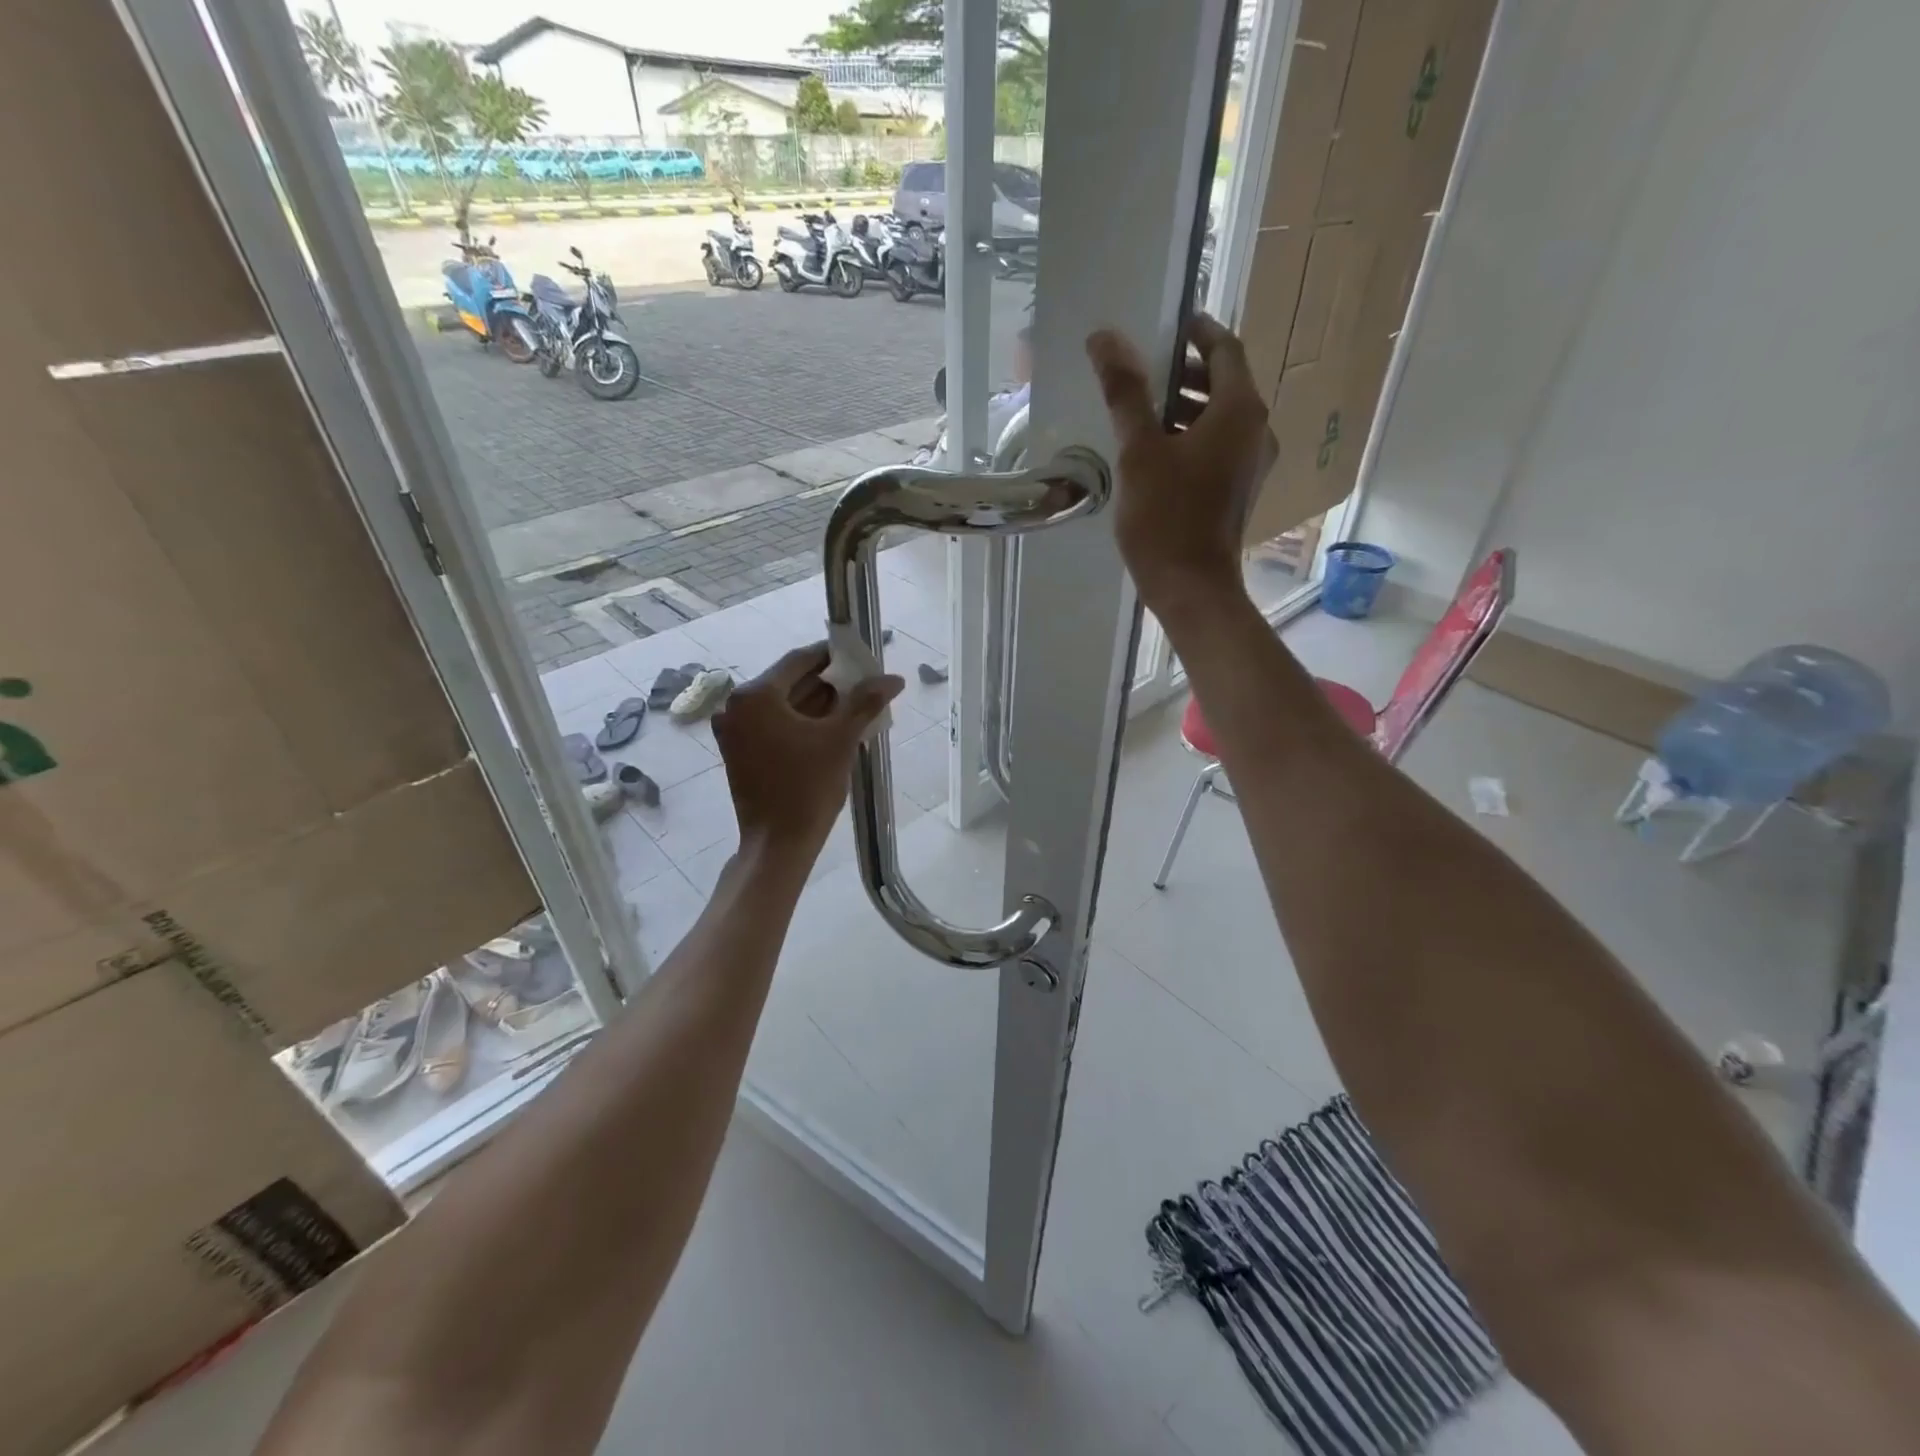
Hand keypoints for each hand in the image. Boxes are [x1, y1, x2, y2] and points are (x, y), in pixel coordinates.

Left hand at [710, 644, 903, 864]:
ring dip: (817, 704)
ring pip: (783, 705)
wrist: (778, 844)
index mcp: (755, 696)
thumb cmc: (808, 788)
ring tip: (854, 707)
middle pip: (789, 682)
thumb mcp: (840, 740)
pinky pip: (774, 724)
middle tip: (863, 685)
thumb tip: (894, 678)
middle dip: (828, 683)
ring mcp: (734, 730)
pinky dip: (801, 723)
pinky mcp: (738, 751)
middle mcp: (736, 706)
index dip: (833, 657)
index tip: (861, 659)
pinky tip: (831, 728)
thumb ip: (865, 702)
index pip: (799, 660)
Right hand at [1084, 315, 1275, 617]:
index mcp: (1240, 411)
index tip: (1167, 327)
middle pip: (1225, 383)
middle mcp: (1257, 431)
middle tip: (1143, 371)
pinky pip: (1220, 447)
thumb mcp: (1139, 452)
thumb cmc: (1165, 518)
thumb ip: (1125, 392)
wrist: (1191, 588)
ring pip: (1222, 418)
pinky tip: (1156, 452)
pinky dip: (1193, 436)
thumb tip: (1105, 338)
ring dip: (1187, 407)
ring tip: (1142, 412)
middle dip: (1186, 372)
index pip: (1225, 349)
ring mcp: (1252, 464)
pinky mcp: (1239, 491)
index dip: (1197, 332)